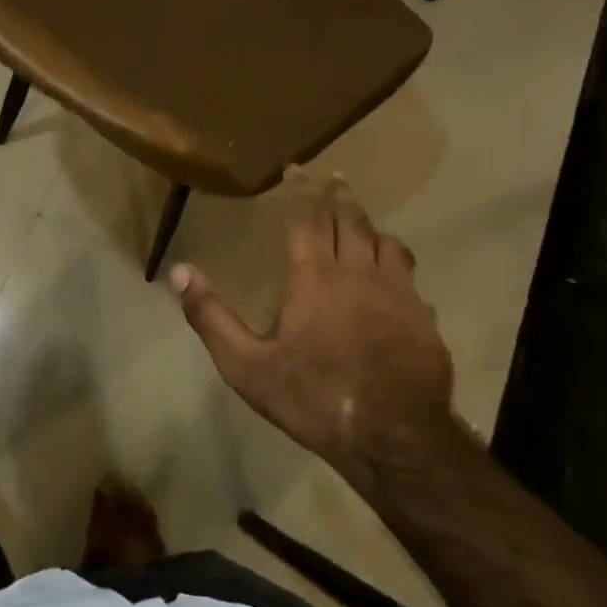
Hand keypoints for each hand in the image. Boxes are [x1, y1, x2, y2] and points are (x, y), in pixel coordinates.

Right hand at [170, 168, 454, 480]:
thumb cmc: (311, 397)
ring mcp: (399, 294)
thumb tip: (181, 271)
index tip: (298, 168)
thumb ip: (211, 316)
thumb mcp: (246, 365)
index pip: (309, 219)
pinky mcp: (425, 319)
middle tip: (333, 179)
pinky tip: (394, 278)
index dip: (303, 190)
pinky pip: (410, 277)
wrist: (393, 438)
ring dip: (370, 227)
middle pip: (351, 221)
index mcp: (315, 278)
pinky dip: (396, 264)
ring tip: (361, 222)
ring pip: (387, 243)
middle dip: (339, 197)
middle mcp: (359, 274)